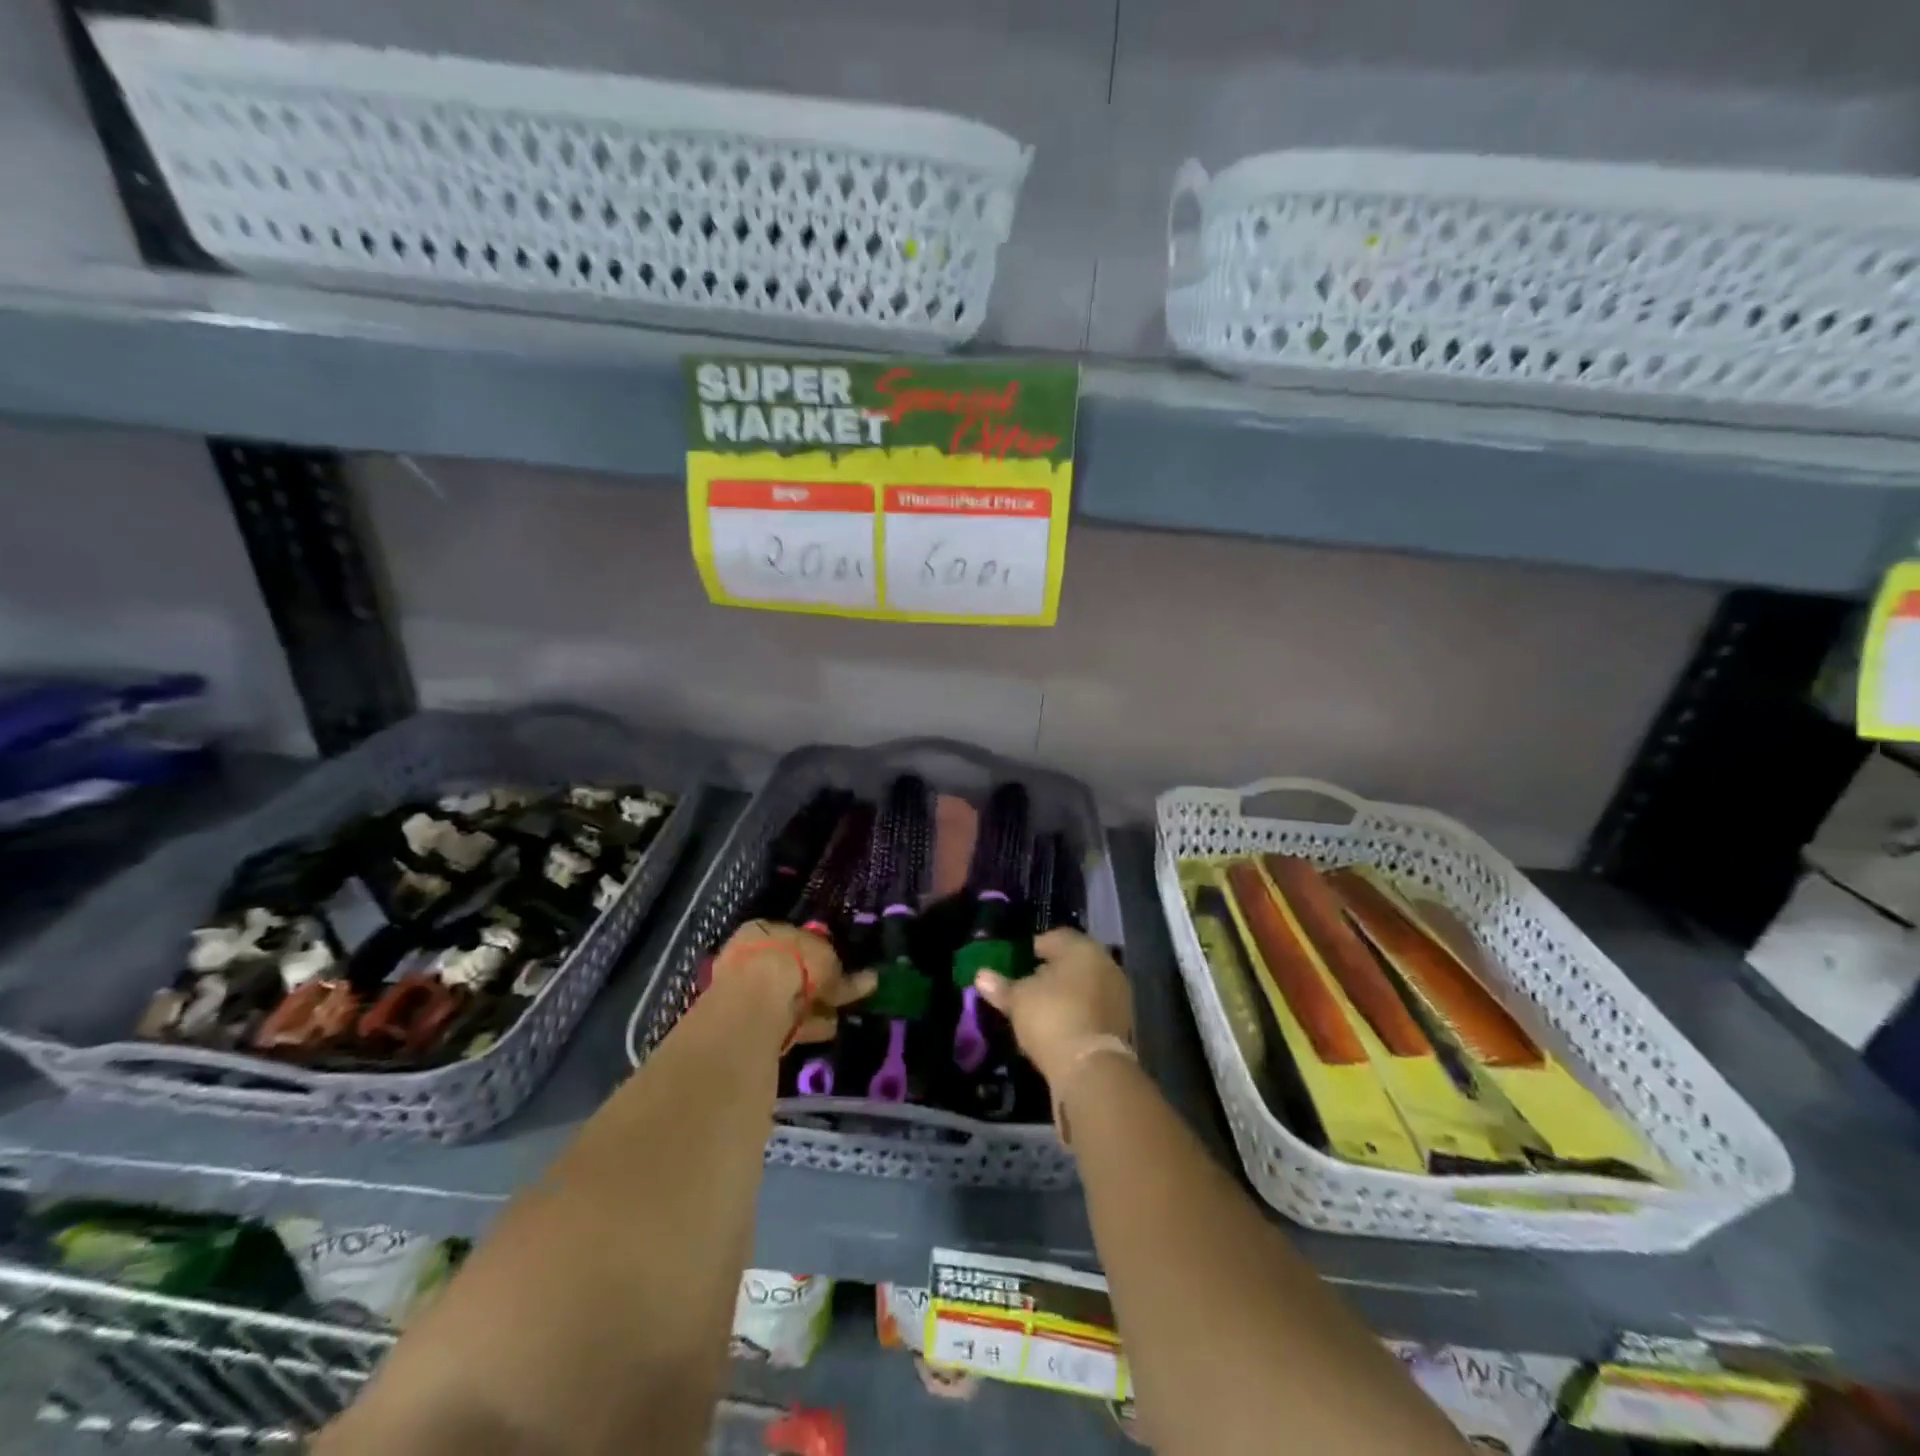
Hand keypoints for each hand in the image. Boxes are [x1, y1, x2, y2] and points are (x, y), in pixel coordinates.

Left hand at [715, 921, 876, 1044]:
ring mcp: (746, 991)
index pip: (795, 940)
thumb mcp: (827, 959)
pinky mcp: (748, 1023)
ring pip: (787, 998)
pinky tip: (827, 1031)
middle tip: (839, 997)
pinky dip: (806, 1025)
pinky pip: (785, 1021)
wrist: (754, 997)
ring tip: (838, 1018)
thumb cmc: (792, 960)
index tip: (837, 969)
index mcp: (765, 930)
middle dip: (814, 984)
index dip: (818, 954)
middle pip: (790, 970)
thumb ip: (843, 974)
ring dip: (812, 1008)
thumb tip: (870, 980)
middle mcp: (752, 957)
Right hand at [973, 928, 1132, 1085]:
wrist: (1092, 1068)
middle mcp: (1105, 964)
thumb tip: (981, 975)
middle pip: (1073, 961)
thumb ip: (1001, 986)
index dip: (1034, 948)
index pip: (1055, 937)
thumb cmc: (1052, 1017)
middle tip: (1028, 984)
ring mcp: (1118, 994)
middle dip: (1051, 971)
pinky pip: (1093, 1008)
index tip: (1017, 962)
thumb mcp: (1018, 999)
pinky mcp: (1122, 1023)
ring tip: (1040, 1008)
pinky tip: (1059, 1026)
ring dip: (1066, 993)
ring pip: (1085, 985)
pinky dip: (1078, 1012)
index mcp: (1082, 948)